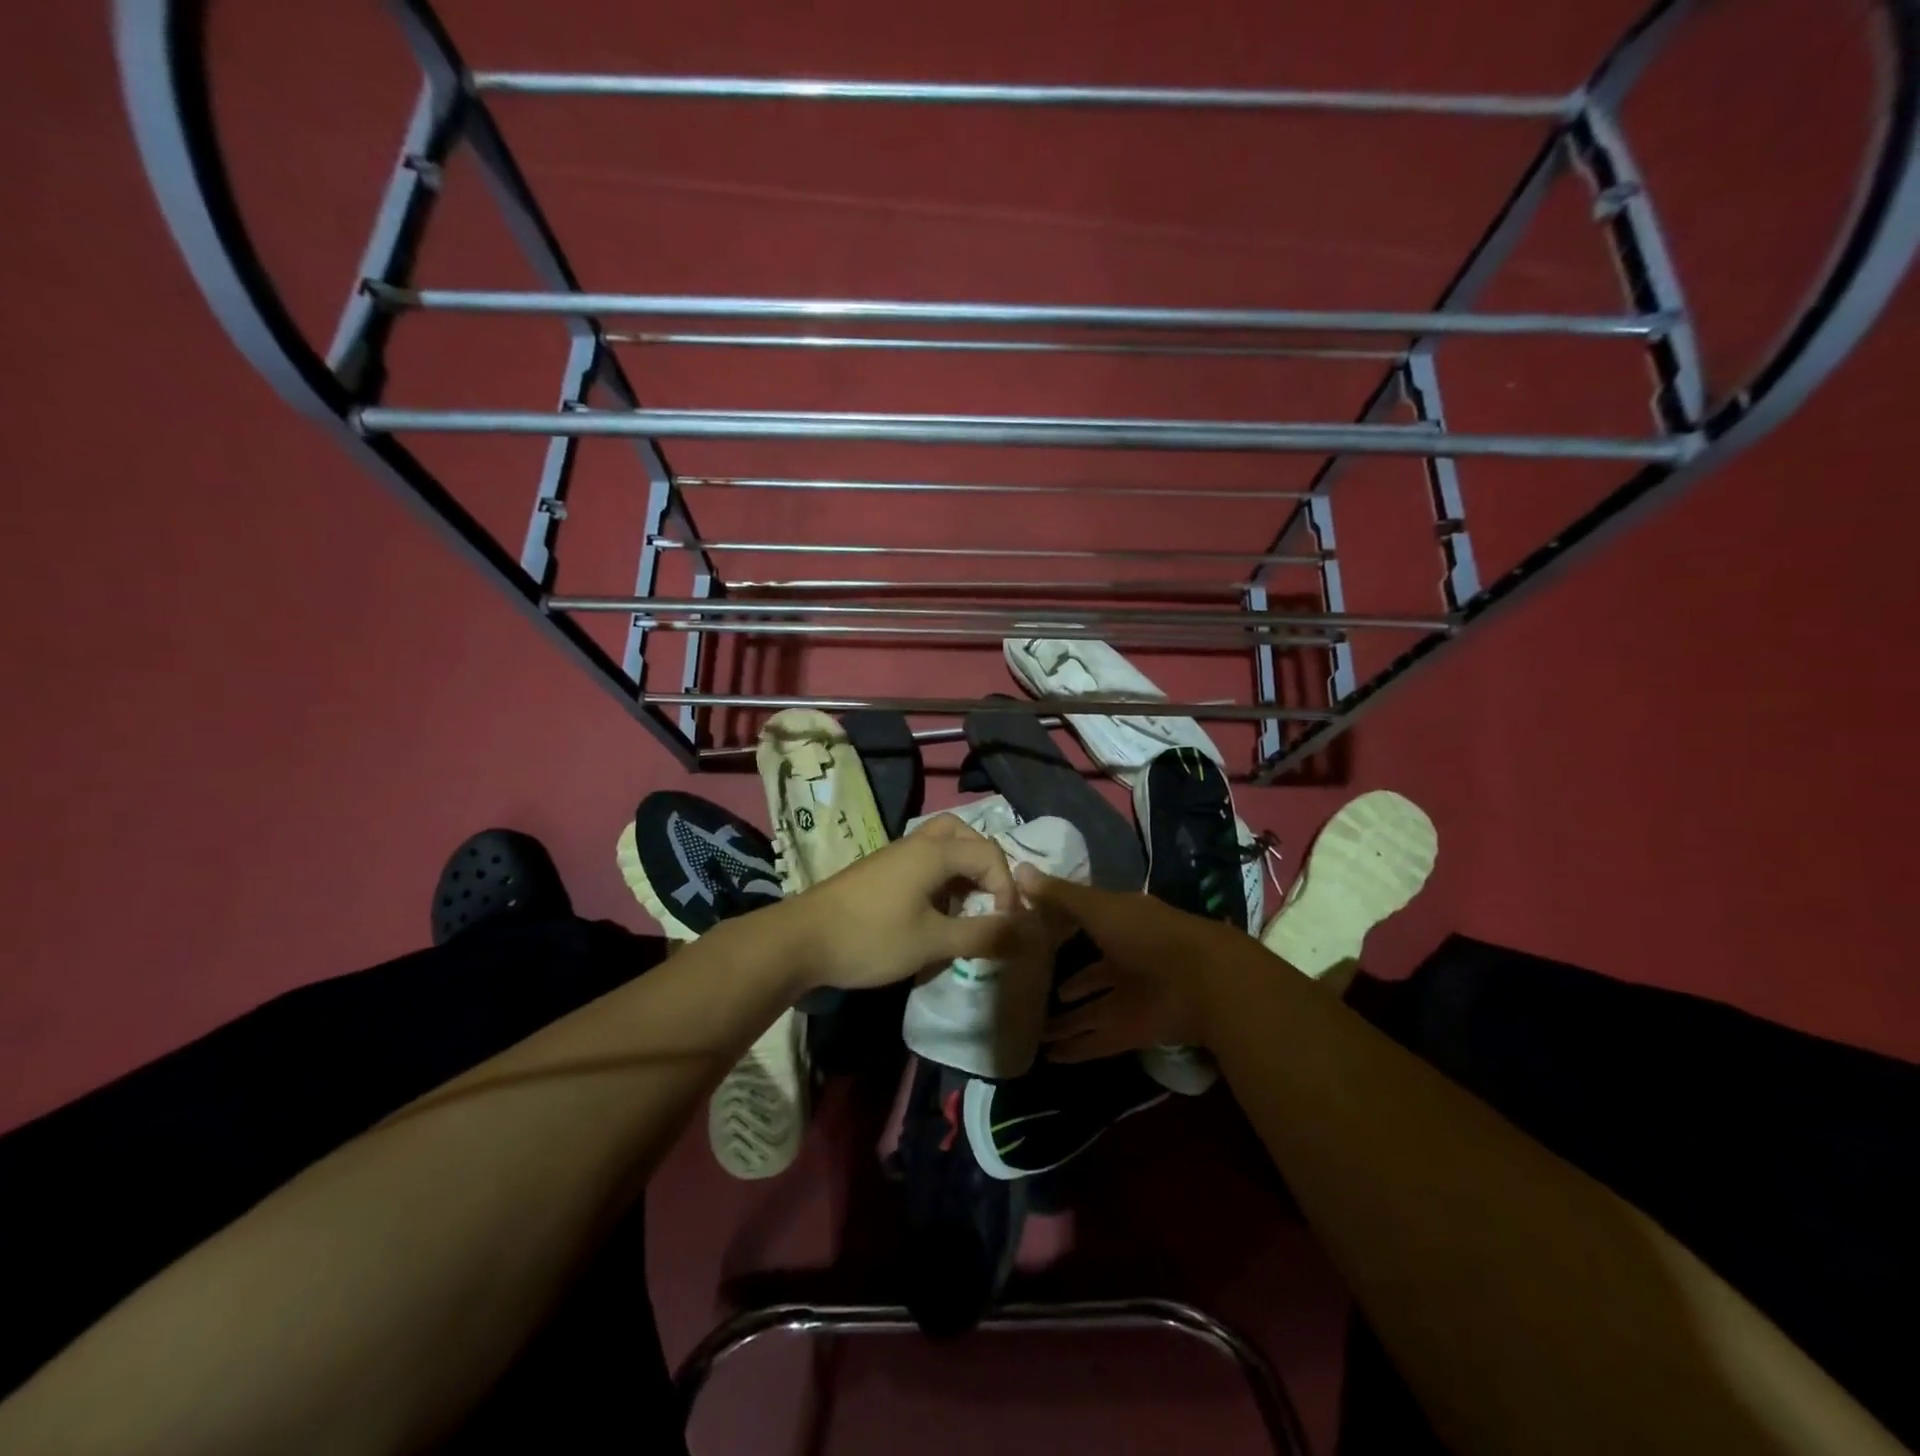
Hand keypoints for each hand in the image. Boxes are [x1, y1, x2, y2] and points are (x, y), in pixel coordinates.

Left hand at [782, 813, 1036, 990]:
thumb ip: (980, 935)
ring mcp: (894, 855)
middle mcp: (916, 843)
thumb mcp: (932, 942)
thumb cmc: (871, 937)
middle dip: (985, 863)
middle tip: (988, 897)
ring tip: (965, 905)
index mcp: (934, 852)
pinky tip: (934, 911)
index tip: (1003, 924)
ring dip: (961, 868)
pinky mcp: (879, 870)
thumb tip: (1022, 932)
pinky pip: (922, 860)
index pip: (989, 853)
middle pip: (963, 833)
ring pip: (940, 844)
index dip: (1006, 887)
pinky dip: (939, 876)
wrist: (801, 940)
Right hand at [1020, 869, 1251, 1061]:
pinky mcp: (1134, 1032)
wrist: (1201, 982)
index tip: (1033, 936)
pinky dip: (1077, 1049)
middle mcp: (1127, 961)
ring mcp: (1132, 999)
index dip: (1063, 929)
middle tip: (1031, 991)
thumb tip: (1018, 870)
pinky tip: (1050, 1057)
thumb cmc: (1146, 934)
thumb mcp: (1098, 907)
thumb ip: (1059, 895)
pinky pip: (1099, 1040)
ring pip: (1092, 1011)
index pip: (1088, 925)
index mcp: (1122, 924)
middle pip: (1092, 975)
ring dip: (1067, 1021)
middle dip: (1068, 984)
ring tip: (1035, 1030)